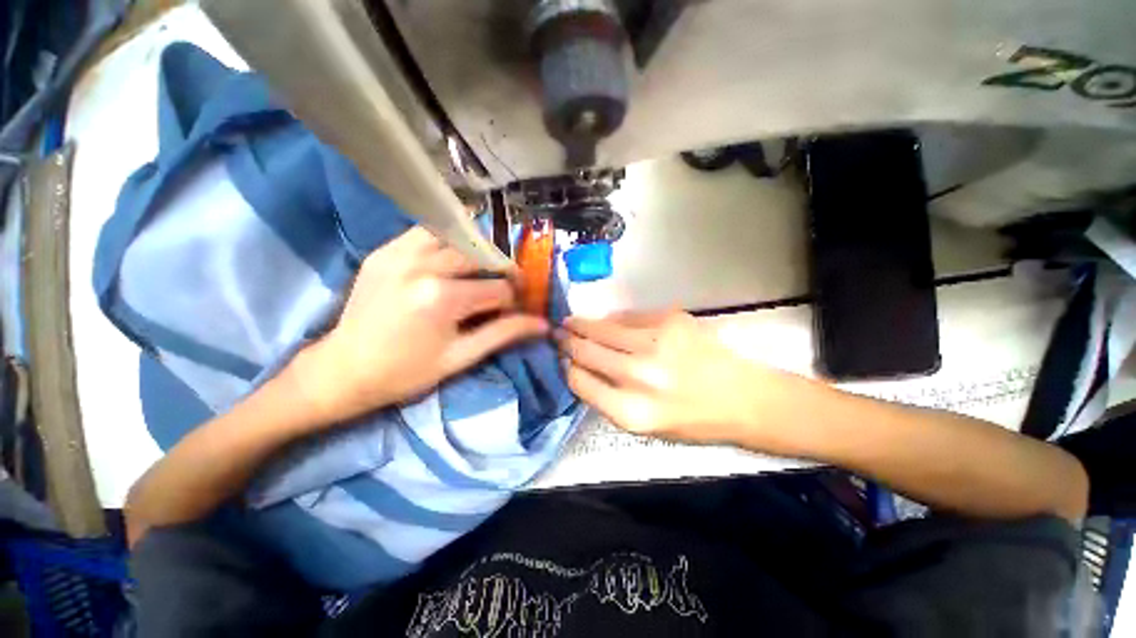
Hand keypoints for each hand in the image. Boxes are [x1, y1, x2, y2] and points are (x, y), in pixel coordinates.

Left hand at [292, 227, 547, 425]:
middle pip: (482, 255)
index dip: (515, 299)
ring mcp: (400, 253)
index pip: (498, 289)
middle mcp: (422, 265)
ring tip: (481, 270)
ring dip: (477, 250)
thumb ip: (504, 334)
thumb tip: (542, 324)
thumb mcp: (461, 357)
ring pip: (456, 235)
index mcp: (442, 297)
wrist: (343, 369)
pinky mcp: (385, 251)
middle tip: (507, 285)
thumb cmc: (406, 372)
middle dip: (502, 270)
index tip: (517, 309)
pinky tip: (452, 259)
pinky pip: (426, 232)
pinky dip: (448, 241)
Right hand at [558, 310, 783, 444]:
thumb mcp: (644, 426)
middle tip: (557, 334)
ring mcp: (655, 343)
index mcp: (631, 411)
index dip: (566, 367)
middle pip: (586, 351)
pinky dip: (613, 320)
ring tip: (571, 322)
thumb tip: (579, 367)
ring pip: (603, 328)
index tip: (561, 359)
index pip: (579, 381)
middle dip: (567, 341)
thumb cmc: (692, 419)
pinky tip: (608, 322)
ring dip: (582, 324)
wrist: (743, 397)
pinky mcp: (670, 320)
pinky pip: (629, 317)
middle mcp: (639, 376)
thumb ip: (607, 398)